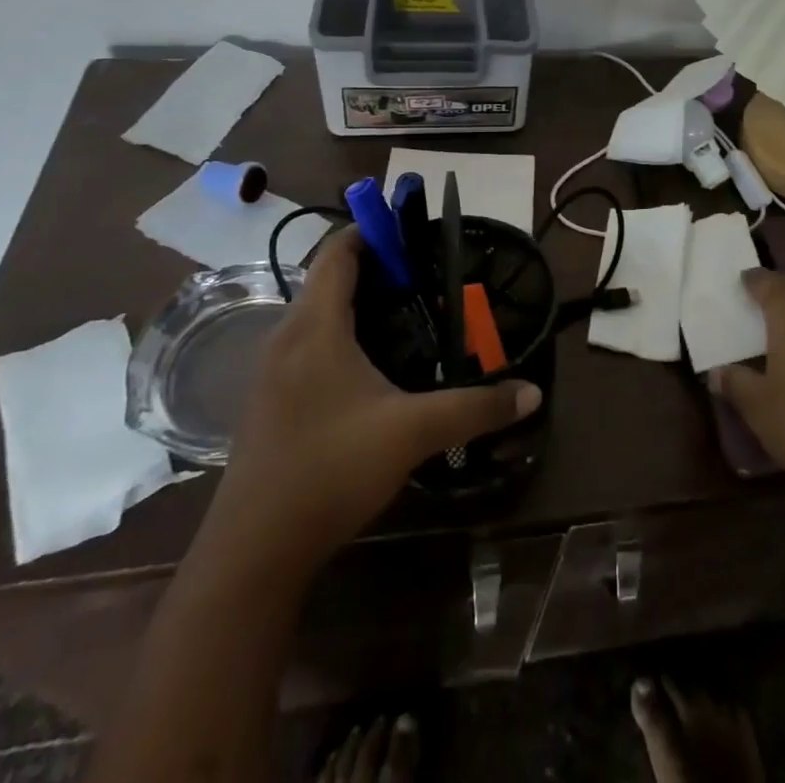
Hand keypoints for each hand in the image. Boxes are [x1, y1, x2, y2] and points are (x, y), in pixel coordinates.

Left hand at [200, 228, 541, 568]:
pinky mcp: (270, 401)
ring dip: (358, 302)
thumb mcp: (412, 433)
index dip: (373, 230)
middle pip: (328, 278)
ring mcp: (272, 371)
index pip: (338, 252)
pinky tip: (374, 366)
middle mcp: (287, 337)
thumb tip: (532, 392)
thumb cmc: (330, 470)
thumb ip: (475, 407)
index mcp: (315, 326)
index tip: (414, 232)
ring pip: (317, 314)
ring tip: (409, 314)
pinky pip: (309, 344)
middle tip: (426, 275)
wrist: (253, 553)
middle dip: (376, 267)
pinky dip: (342, 333)